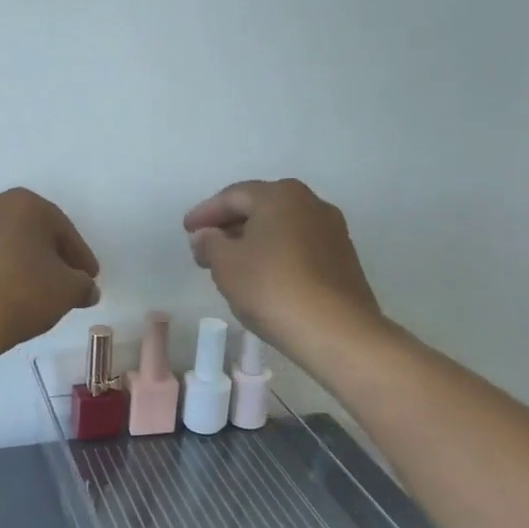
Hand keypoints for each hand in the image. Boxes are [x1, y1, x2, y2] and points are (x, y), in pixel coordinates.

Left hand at [0, 189, 100, 354]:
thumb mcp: (67, 292)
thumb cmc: (19, 295)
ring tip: (22, 294)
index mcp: (24, 204)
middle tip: (58, 284)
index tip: (89, 279)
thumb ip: (83, 285)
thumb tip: (85, 289)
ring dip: (12, 263)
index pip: (63, 231)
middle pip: (27, 232)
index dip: (80, 258)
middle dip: (45, 256)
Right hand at [182, 179, 387, 357]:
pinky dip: (274, 254)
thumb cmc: (272, 288)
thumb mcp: (226, 265)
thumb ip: (209, 243)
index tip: (186, 230)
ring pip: (280, 228)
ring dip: (252, 241)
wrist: (337, 331)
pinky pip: (297, 246)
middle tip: (204, 247)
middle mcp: (310, 203)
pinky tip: (260, 276)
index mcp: (280, 196)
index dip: (205, 213)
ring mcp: (331, 230)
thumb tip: (206, 235)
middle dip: (229, 226)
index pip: (233, 196)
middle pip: (260, 208)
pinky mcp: (342, 258)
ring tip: (229, 264)